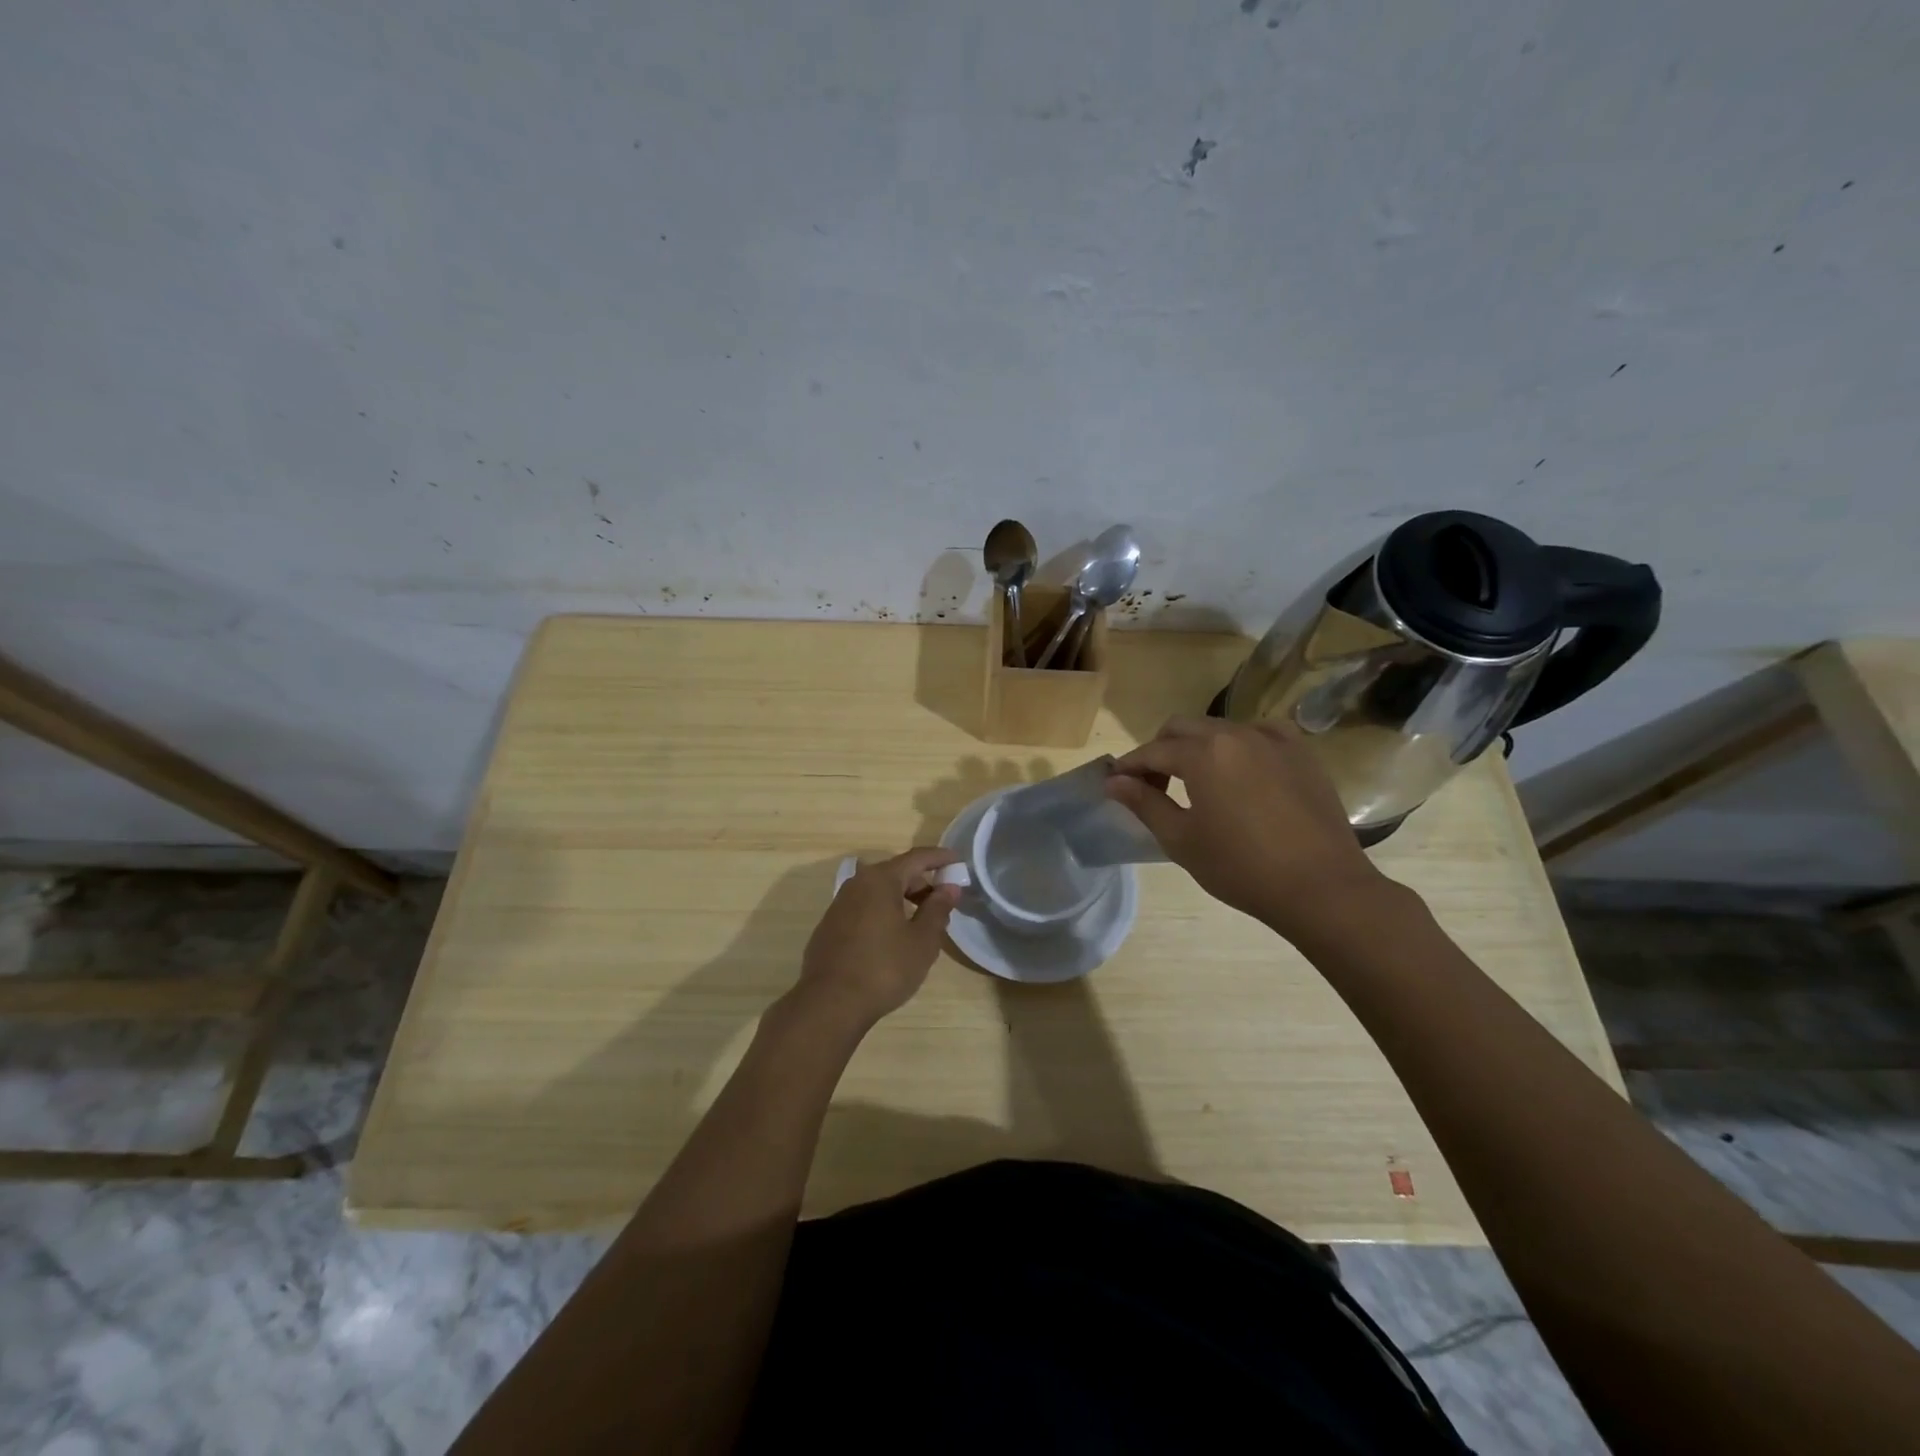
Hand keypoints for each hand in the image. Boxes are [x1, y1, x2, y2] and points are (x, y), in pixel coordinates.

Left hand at [791, 848, 960, 1030]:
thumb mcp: (922, 941)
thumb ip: (938, 909)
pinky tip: (893, 938)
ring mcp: (839, 905)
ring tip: (922, 923)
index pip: (917, 858)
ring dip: (903, 900)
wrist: (830, 1004)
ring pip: (879, 892)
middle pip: (896, 873)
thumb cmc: (884, 968)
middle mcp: (857, 884)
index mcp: (880, 880)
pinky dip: (884, 913)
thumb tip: (949, 888)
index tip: (958, 861)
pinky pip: (864, 909)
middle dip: (922, 883)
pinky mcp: (830, 927)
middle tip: (944, 901)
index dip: (940, 858)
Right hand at [1105, 717, 1392, 939]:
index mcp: (1203, 753)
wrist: (1322, 887)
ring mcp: (1273, 739)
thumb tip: (1113, 782)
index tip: (1116, 784)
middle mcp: (1236, 733)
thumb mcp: (1182, 840)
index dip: (1129, 766)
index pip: (1152, 751)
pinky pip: (1258, 735)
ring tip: (1197, 783)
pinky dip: (1238, 747)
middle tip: (1154, 786)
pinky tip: (1240, 774)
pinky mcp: (1301, 752)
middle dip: (1160, 750)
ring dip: (1198, 747)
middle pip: (1183, 728)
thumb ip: (1145, 804)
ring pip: (1220, 728)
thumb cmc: (1242, 868)